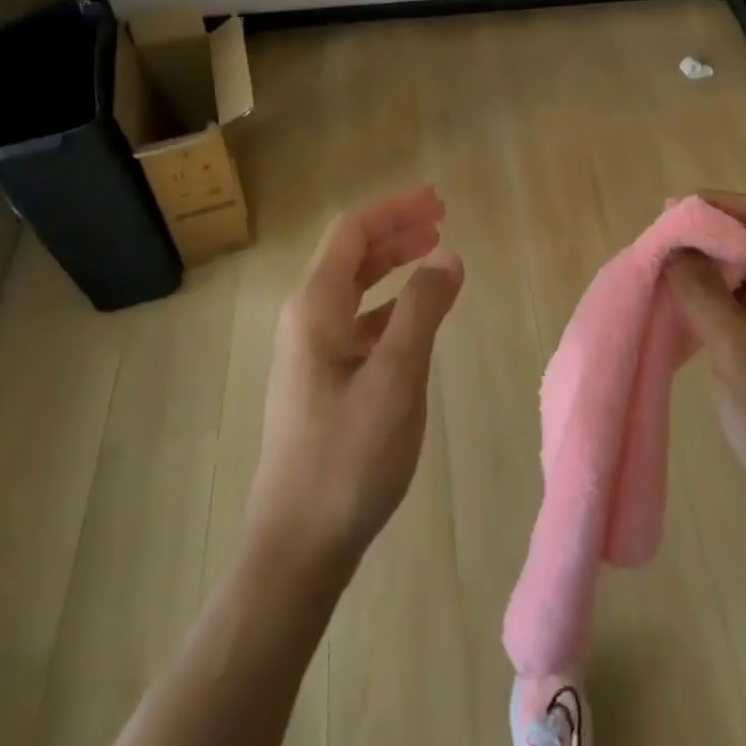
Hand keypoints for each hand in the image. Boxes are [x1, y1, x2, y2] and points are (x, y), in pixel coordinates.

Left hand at [245, 186, 464, 574]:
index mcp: (315, 308)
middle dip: (396, 230)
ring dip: (393, 264)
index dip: (395, 209)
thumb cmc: (348, 457)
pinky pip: (358, 321)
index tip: (439, 201)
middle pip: (352, 254)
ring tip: (434, 253)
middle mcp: (306, 320)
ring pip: (355, 287)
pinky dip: (390, 305)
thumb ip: (422, 310)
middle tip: (441, 218)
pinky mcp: (322, 380)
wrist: (297, 545)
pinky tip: (416, 315)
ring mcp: (311, 352)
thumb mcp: (396, 377)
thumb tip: (447, 256)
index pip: (353, 233)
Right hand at [664, 192, 745, 553]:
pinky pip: (745, 303)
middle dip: (706, 238)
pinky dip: (714, 298)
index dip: (715, 206)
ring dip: (707, 269)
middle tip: (657, 246)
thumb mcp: (737, 350)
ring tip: (661, 271)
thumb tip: (672, 245)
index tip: (668, 213)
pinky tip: (680, 305)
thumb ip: (701, 291)